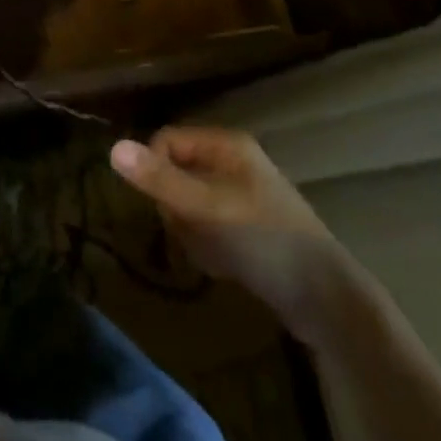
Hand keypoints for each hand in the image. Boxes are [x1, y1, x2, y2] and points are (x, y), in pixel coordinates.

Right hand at [111, 127, 346, 322]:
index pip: (166, 140)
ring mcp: (241, 194)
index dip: (156, 171)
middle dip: (177, 208)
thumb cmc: (265, 241)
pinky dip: (208, 246)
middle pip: (175, 173)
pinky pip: (207, 226)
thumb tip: (112, 148)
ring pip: (189, 204)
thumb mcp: (208, 209)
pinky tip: (226, 266)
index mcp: (225, 144)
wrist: (327, 301)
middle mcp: (232, 160)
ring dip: (192, 232)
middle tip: (194, 233)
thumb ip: (161, 180)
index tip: (165, 207)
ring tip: (214, 253)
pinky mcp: (248, 226)